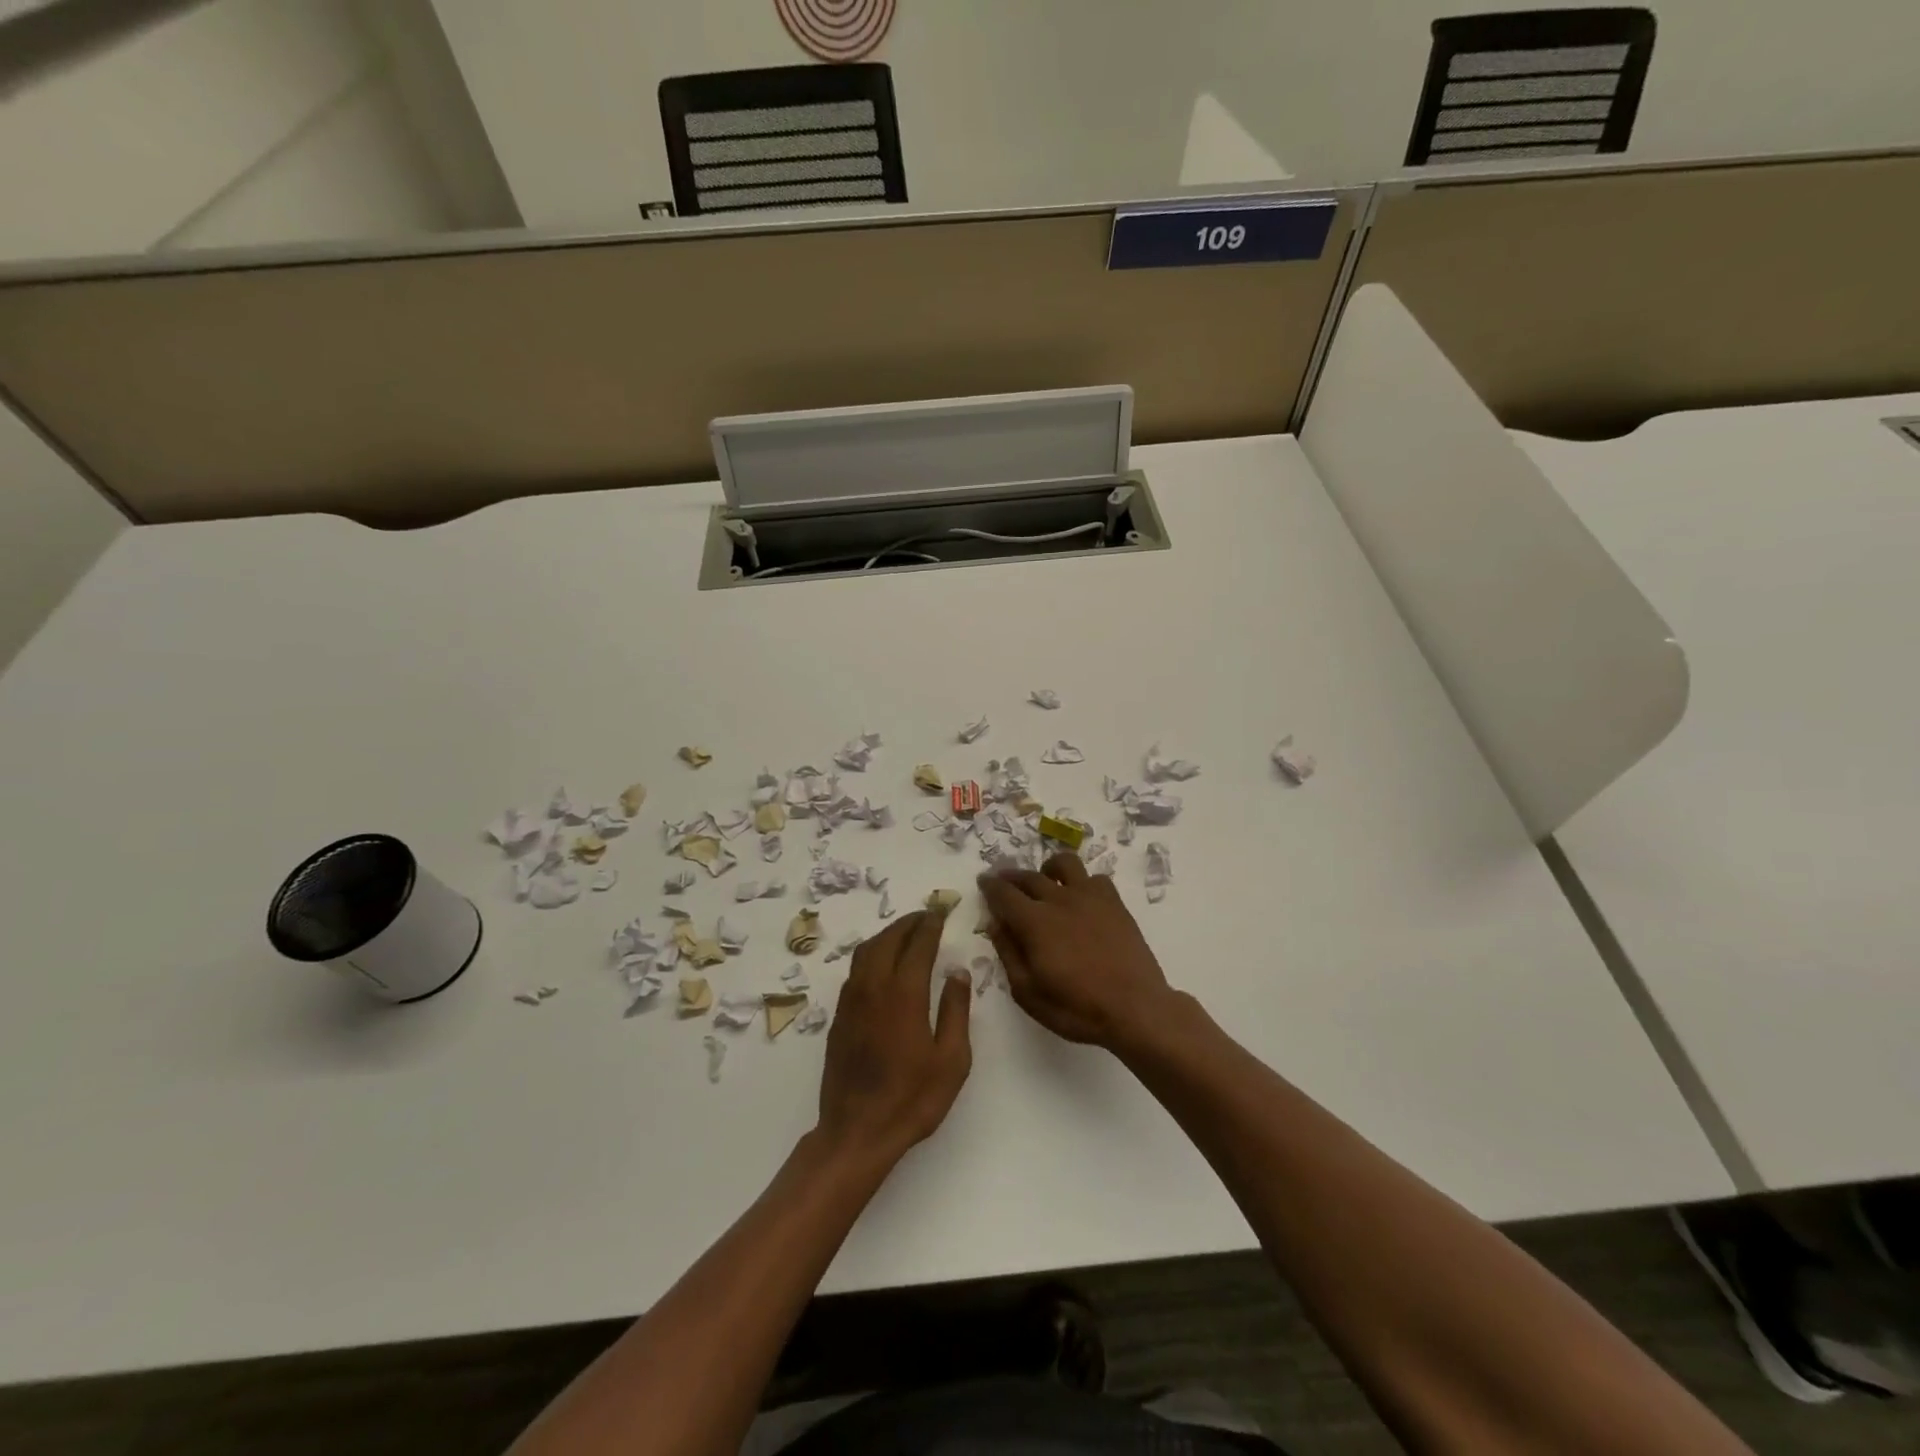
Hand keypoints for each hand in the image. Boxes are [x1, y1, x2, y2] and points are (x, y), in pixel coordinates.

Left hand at [817, 910, 971, 1161]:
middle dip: (908, 923)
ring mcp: (851, 1001)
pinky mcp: (839, 1017)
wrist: (856, 1132)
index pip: (918, 945)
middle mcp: (873, 988)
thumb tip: (957, 972)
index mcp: (904, 994)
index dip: (930, 926)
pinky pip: (855, 970)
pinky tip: (882, 964)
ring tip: (905, 933)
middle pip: (888, 940)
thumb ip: (956, 1010)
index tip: (940, 913)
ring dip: (887, 935)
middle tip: (925, 916)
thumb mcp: (951, 1059)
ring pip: (866, 951)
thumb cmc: (912, 1099)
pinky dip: (871, 954)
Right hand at [978, 854, 1177, 1050]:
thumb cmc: (1077, 1008)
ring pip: (1064, 864)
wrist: (1135, 1008)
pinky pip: (1095, 878)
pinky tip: (1081, 898)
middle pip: (1028, 877)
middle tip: (1004, 881)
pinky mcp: (1114, 902)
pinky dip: (1082, 883)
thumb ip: (1009, 953)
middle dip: (1011, 877)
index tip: (983, 882)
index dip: (990, 886)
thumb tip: (996, 923)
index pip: (1003, 893)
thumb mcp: (1028, 992)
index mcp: (1034, 922)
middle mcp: (1059, 900)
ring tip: (1045, 881)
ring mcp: (1090, 897)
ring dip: (1048, 869)